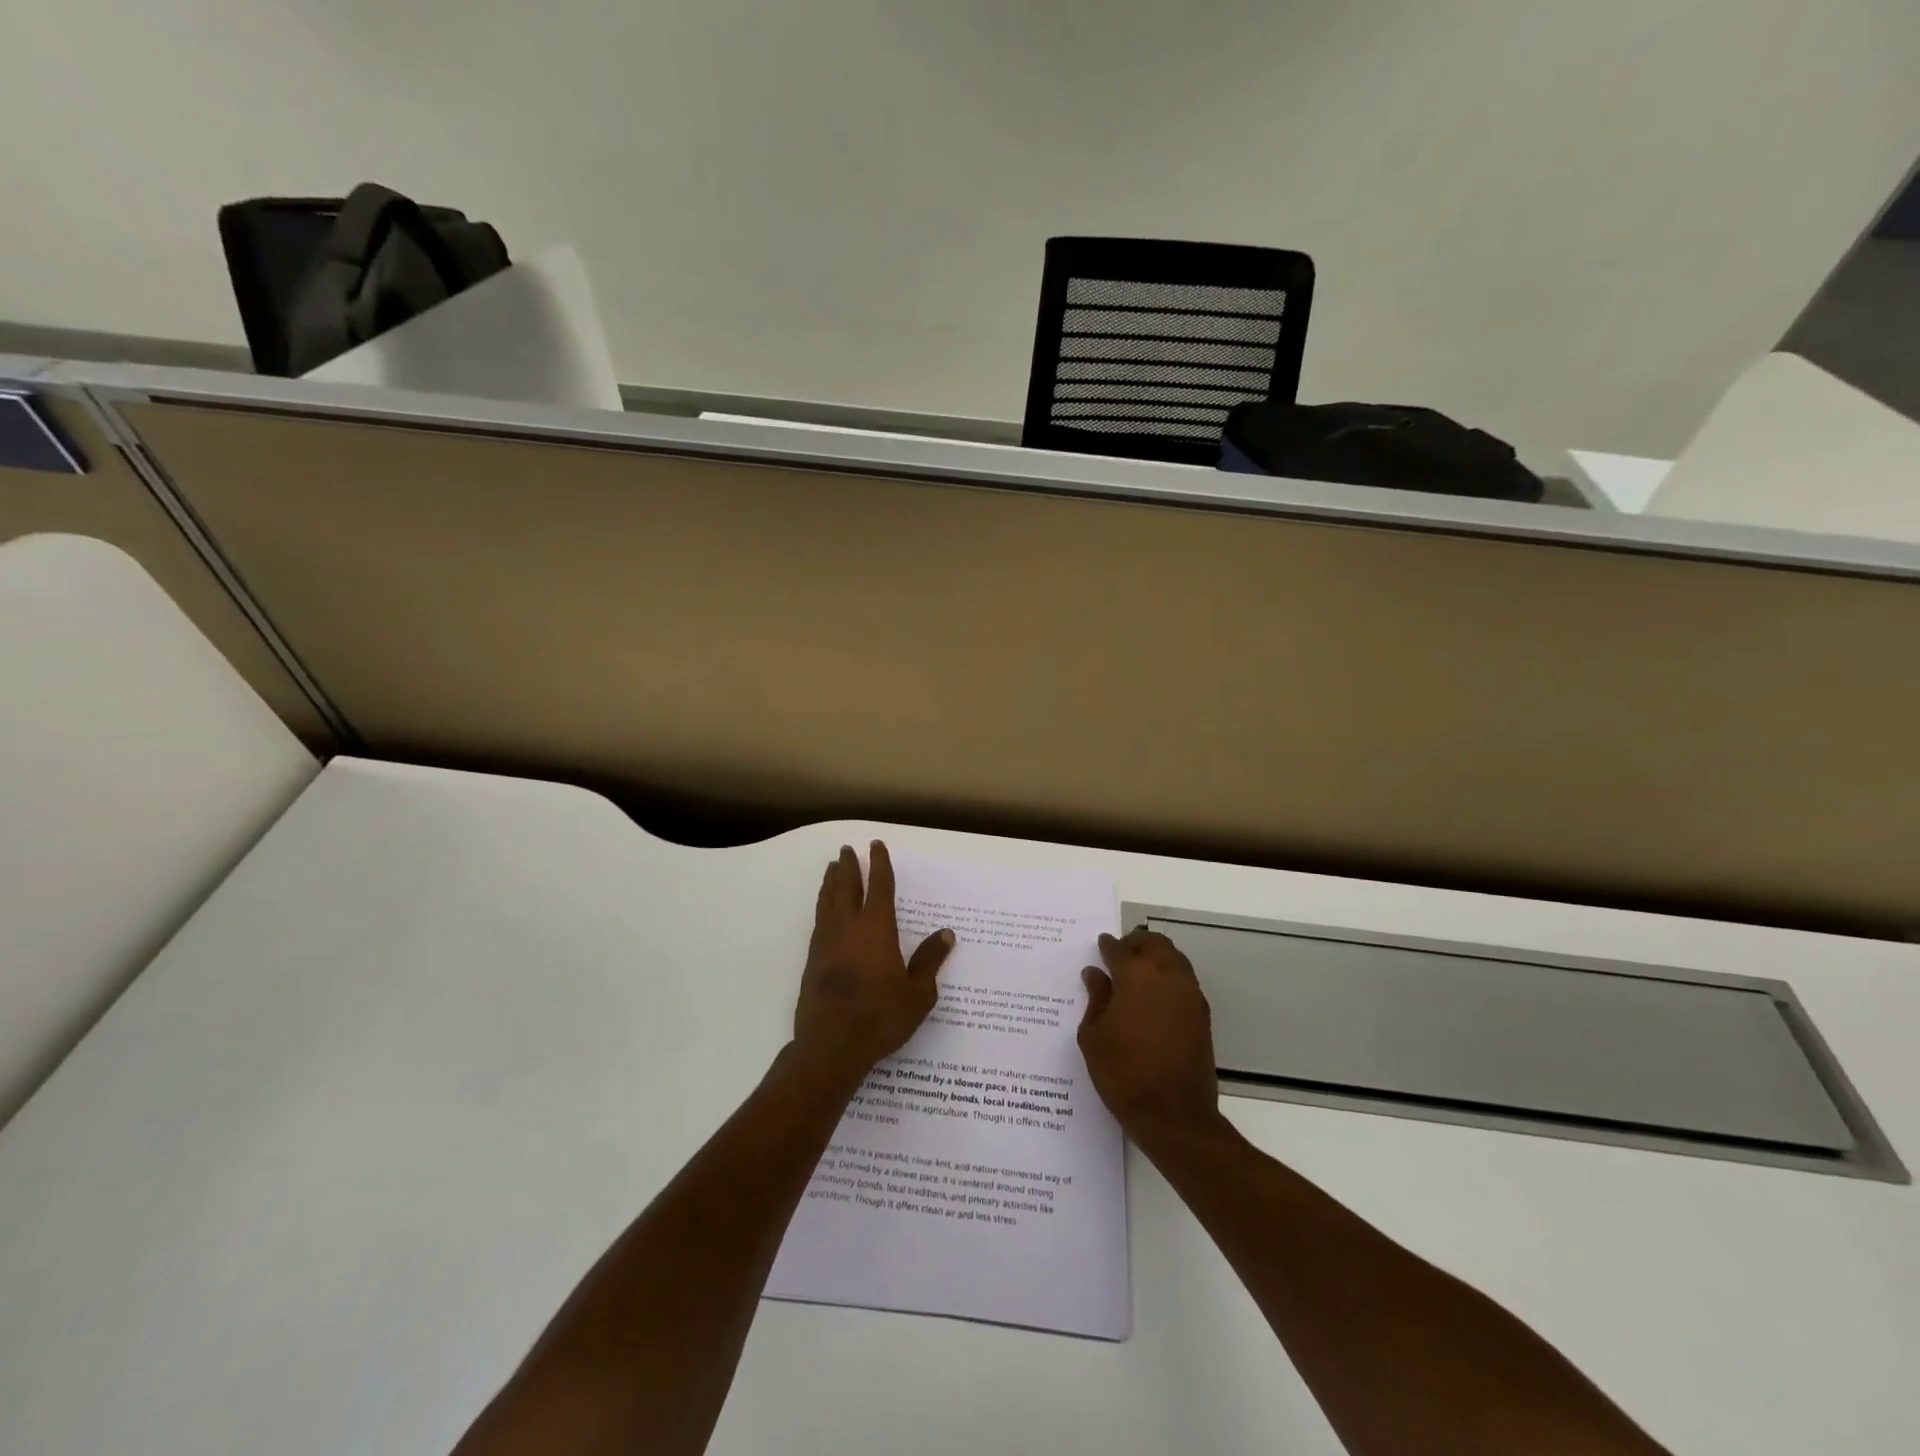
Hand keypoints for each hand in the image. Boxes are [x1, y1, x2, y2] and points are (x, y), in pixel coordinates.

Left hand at [793, 841, 954, 1088]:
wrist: (831, 1046)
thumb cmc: (881, 1017)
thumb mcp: (918, 993)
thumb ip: (929, 961)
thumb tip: (945, 934)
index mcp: (877, 929)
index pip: (880, 886)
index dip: (879, 864)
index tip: (875, 845)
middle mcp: (849, 927)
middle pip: (847, 887)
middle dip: (849, 866)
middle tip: (847, 849)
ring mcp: (827, 942)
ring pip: (828, 902)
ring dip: (831, 882)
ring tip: (832, 869)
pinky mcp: (813, 960)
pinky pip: (819, 921)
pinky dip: (822, 905)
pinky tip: (824, 910)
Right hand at [1078, 928, 1223, 1148]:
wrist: (1174, 1115)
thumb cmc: (1123, 1074)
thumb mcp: (1093, 1036)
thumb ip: (1096, 998)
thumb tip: (1095, 974)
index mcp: (1136, 975)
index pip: (1118, 949)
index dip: (1106, 947)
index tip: (1099, 947)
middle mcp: (1167, 975)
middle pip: (1153, 943)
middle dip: (1135, 943)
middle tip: (1118, 955)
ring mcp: (1189, 993)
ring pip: (1173, 957)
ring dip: (1155, 957)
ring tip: (1136, 974)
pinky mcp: (1202, 1013)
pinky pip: (1184, 979)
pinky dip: (1168, 976)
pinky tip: (1154, 996)